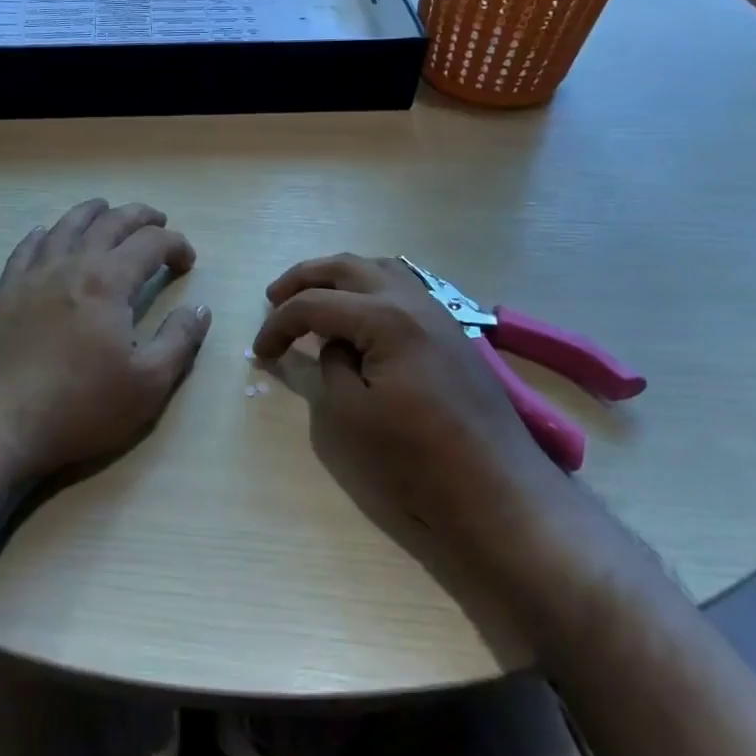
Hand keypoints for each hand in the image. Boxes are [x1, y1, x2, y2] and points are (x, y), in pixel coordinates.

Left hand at [0, 199, 211, 482]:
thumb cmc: (80, 407)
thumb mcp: (148, 384)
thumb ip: (179, 341)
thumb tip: (200, 309)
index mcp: (109, 282)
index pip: (151, 243)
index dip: (176, 245)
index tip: (188, 262)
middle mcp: (71, 266)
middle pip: (109, 223)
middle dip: (139, 216)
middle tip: (158, 220)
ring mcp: (33, 278)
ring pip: (66, 227)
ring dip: (91, 212)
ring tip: (104, 208)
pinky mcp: (6, 295)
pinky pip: (25, 251)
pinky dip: (41, 235)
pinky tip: (44, 233)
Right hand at [251, 253, 569, 554]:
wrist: (496, 488)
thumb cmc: (417, 457)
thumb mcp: (351, 415)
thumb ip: (331, 366)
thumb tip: (336, 345)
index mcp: (384, 317)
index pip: (314, 304)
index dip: (279, 325)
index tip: (260, 353)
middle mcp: (412, 300)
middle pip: (346, 267)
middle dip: (303, 278)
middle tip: (273, 299)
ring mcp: (437, 311)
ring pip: (378, 268)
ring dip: (338, 276)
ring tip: (313, 296)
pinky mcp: (450, 330)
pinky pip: (402, 287)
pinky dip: (369, 287)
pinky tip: (360, 310)